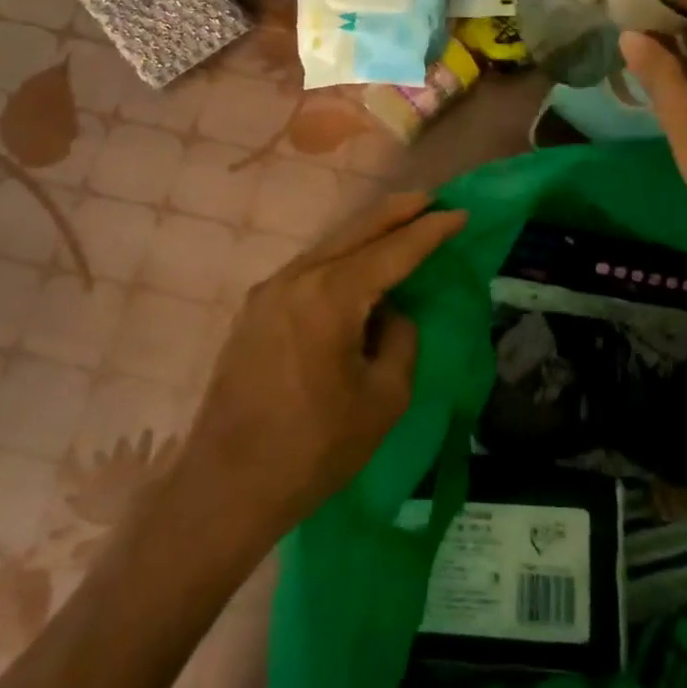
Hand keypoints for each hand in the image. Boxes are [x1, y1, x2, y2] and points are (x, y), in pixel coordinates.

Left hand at [171, 192, 465, 547]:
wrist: (226, 489)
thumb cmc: (314, 449)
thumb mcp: (383, 399)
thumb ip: (400, 340)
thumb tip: (389, 313)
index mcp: (330, 296)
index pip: (393, 251)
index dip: (430, 231)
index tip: (460, 213)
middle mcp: (296, 279)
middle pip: (356, 230)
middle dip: (397, 212)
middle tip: (431, 198)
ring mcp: (269, 292)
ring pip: (330, 245)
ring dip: (368, 232)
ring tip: (401, 222)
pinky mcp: (254, 311)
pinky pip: (309, 269)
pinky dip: (342, 257)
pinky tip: (358, 265)